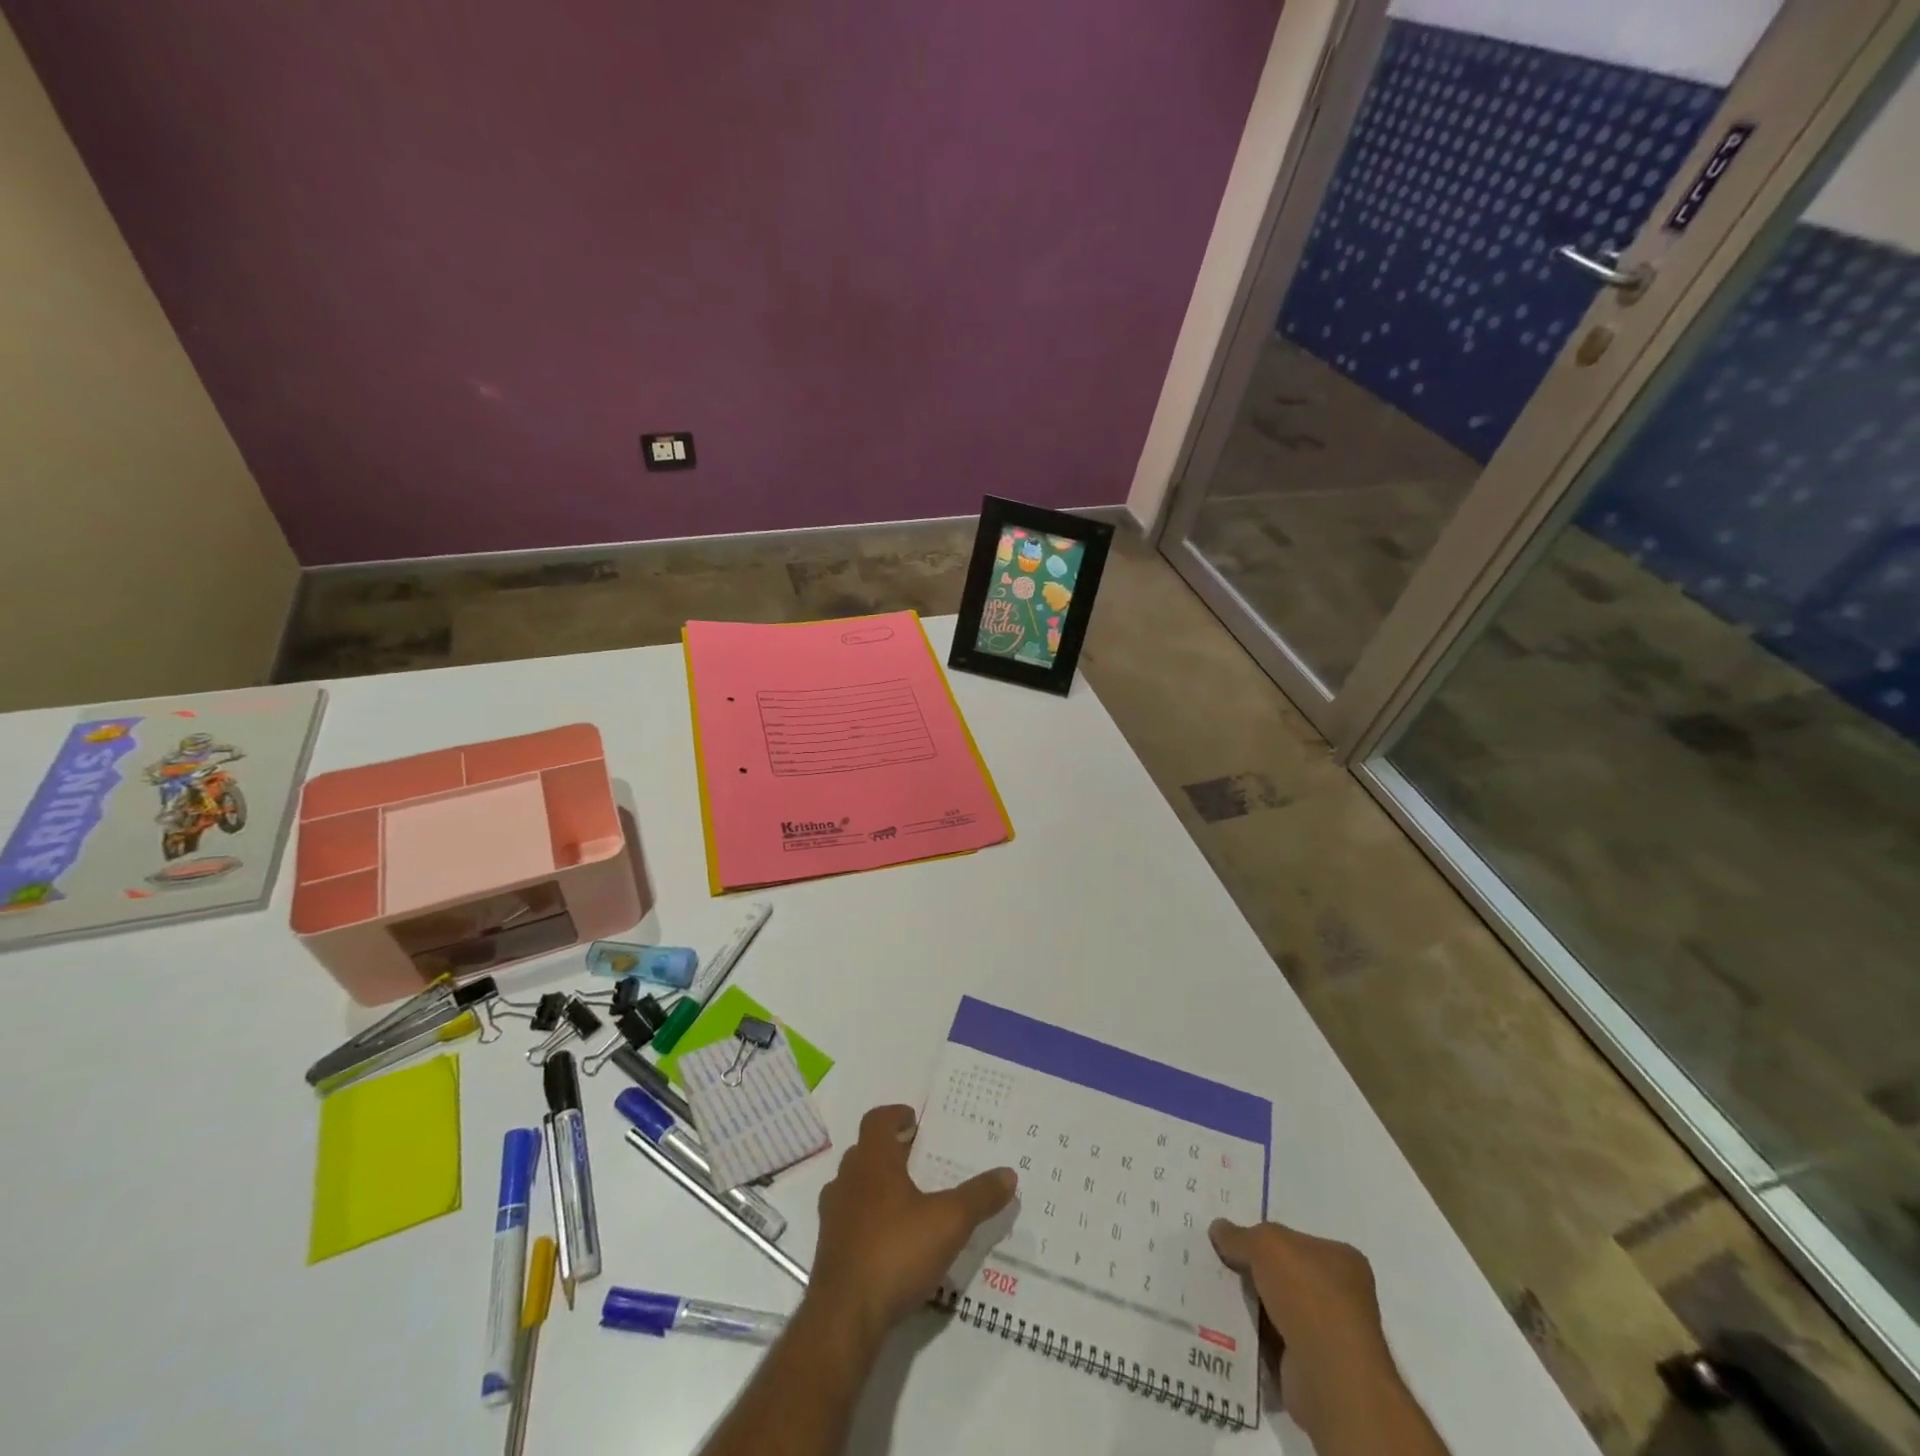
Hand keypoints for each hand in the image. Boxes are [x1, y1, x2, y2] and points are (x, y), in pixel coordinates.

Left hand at [806, 1105, 1016, 1347]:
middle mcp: (847, 1180)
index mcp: (872, 1162)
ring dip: (876, 1185)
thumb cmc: (896, 1252)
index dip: (895, 1115)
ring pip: (854, 1185)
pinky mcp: (829, 1250)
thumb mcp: (949, 1223)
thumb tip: (1009, 1174)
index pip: (877, 1121)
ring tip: (906, 1198)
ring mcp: (833, 1216)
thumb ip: (979, 1197)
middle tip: (916, 1155)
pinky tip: (891, 1240)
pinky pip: (850, 1219)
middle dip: (889, 1150)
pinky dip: (868, 1218)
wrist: (844, 1317)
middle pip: (865, 1151)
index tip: (913, 1119)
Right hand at [1210, 1220, 1411, 1445]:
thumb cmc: (1308, 1295)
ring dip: (1252, 1305)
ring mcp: (1331, 1336)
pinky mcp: (1314, 1369)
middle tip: (1219, 1263)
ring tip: (1216, 1292)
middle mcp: (1343, 1297)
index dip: (1266, 1239)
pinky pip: (1274, 1342)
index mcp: (1343, 1261)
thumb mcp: (1266, 1244)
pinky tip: (1228, 1326)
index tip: (1236, 1240)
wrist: (1329, 1378)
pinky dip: (1254, 1335)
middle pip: (1286, 1275)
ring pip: (1278, 1309)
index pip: (1298, 1241)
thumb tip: (1218, 1229)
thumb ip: (1240, 1235)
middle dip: (1255, 1272)